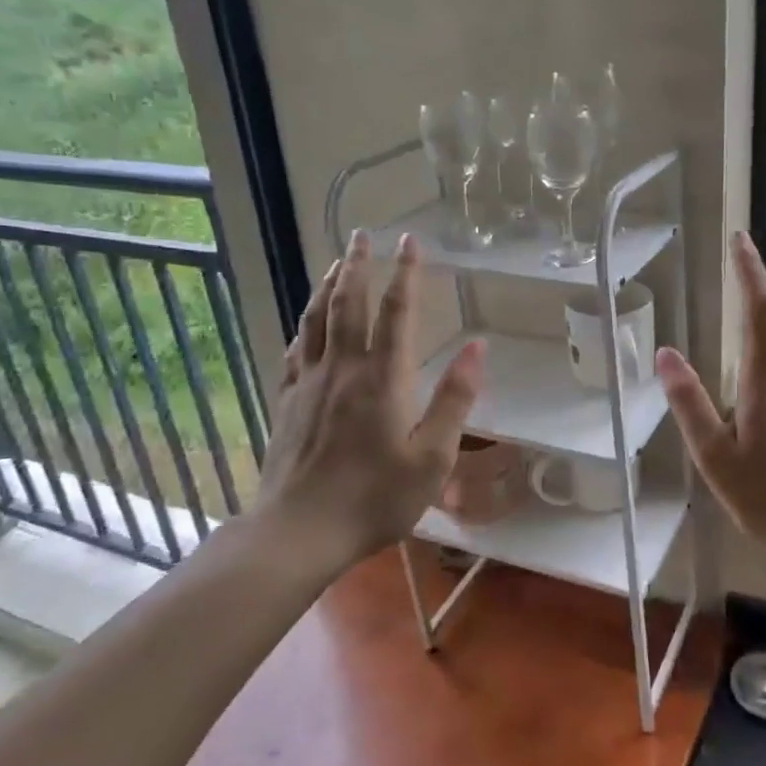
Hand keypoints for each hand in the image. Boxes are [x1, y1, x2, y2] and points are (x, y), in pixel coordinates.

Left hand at [234, 229, 484, 572]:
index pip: (396, 311)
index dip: (406, 272)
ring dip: (328, 285)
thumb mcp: (432, 456)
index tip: (411, 241)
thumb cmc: (375, 497)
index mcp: (382, 377)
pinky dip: (305, 323)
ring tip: (336, 262)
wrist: (299, 530)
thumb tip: (478, 347)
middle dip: (358, 264)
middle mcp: (343, 367)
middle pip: (349, 302)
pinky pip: (296, 348)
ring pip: (316, 318)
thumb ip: (455, 399)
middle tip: (363, 235)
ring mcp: (309, 382)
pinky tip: (307, 321)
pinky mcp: (287, 400)